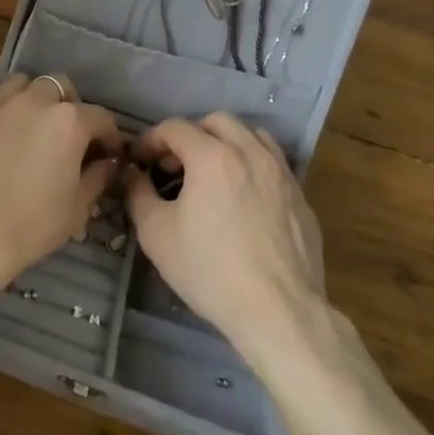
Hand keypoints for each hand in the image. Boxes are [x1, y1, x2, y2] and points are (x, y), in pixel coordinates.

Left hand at [0, 74, 123, 295]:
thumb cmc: (30, 226)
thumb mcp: (77, 209)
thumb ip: (98, 177)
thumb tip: (107, 162)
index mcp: (67, 122)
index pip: (100, 116)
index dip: (108, 135)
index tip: (106, 152)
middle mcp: (32, 101)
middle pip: (58, 86)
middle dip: (67, 104)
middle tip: (62, 132)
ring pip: (18, 84)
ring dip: (28, 99)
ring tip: (23, 124)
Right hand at [125, 114, 328, 364]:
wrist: (279, 313)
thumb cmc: (211, 270)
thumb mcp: (156, 234)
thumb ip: (138, 193)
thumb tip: (133, 174)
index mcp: (212, 156)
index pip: (175, 127)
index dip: (151, 140)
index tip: (140, 161)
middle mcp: (250, 152)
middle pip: (217, 121)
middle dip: (191, 135)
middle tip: (176, 165)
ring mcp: (281, 172)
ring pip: (252, 135)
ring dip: (227, 143)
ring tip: (213, 172)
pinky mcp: (300, 197)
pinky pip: (273, 163)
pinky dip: (252, 165)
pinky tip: (243, 198)